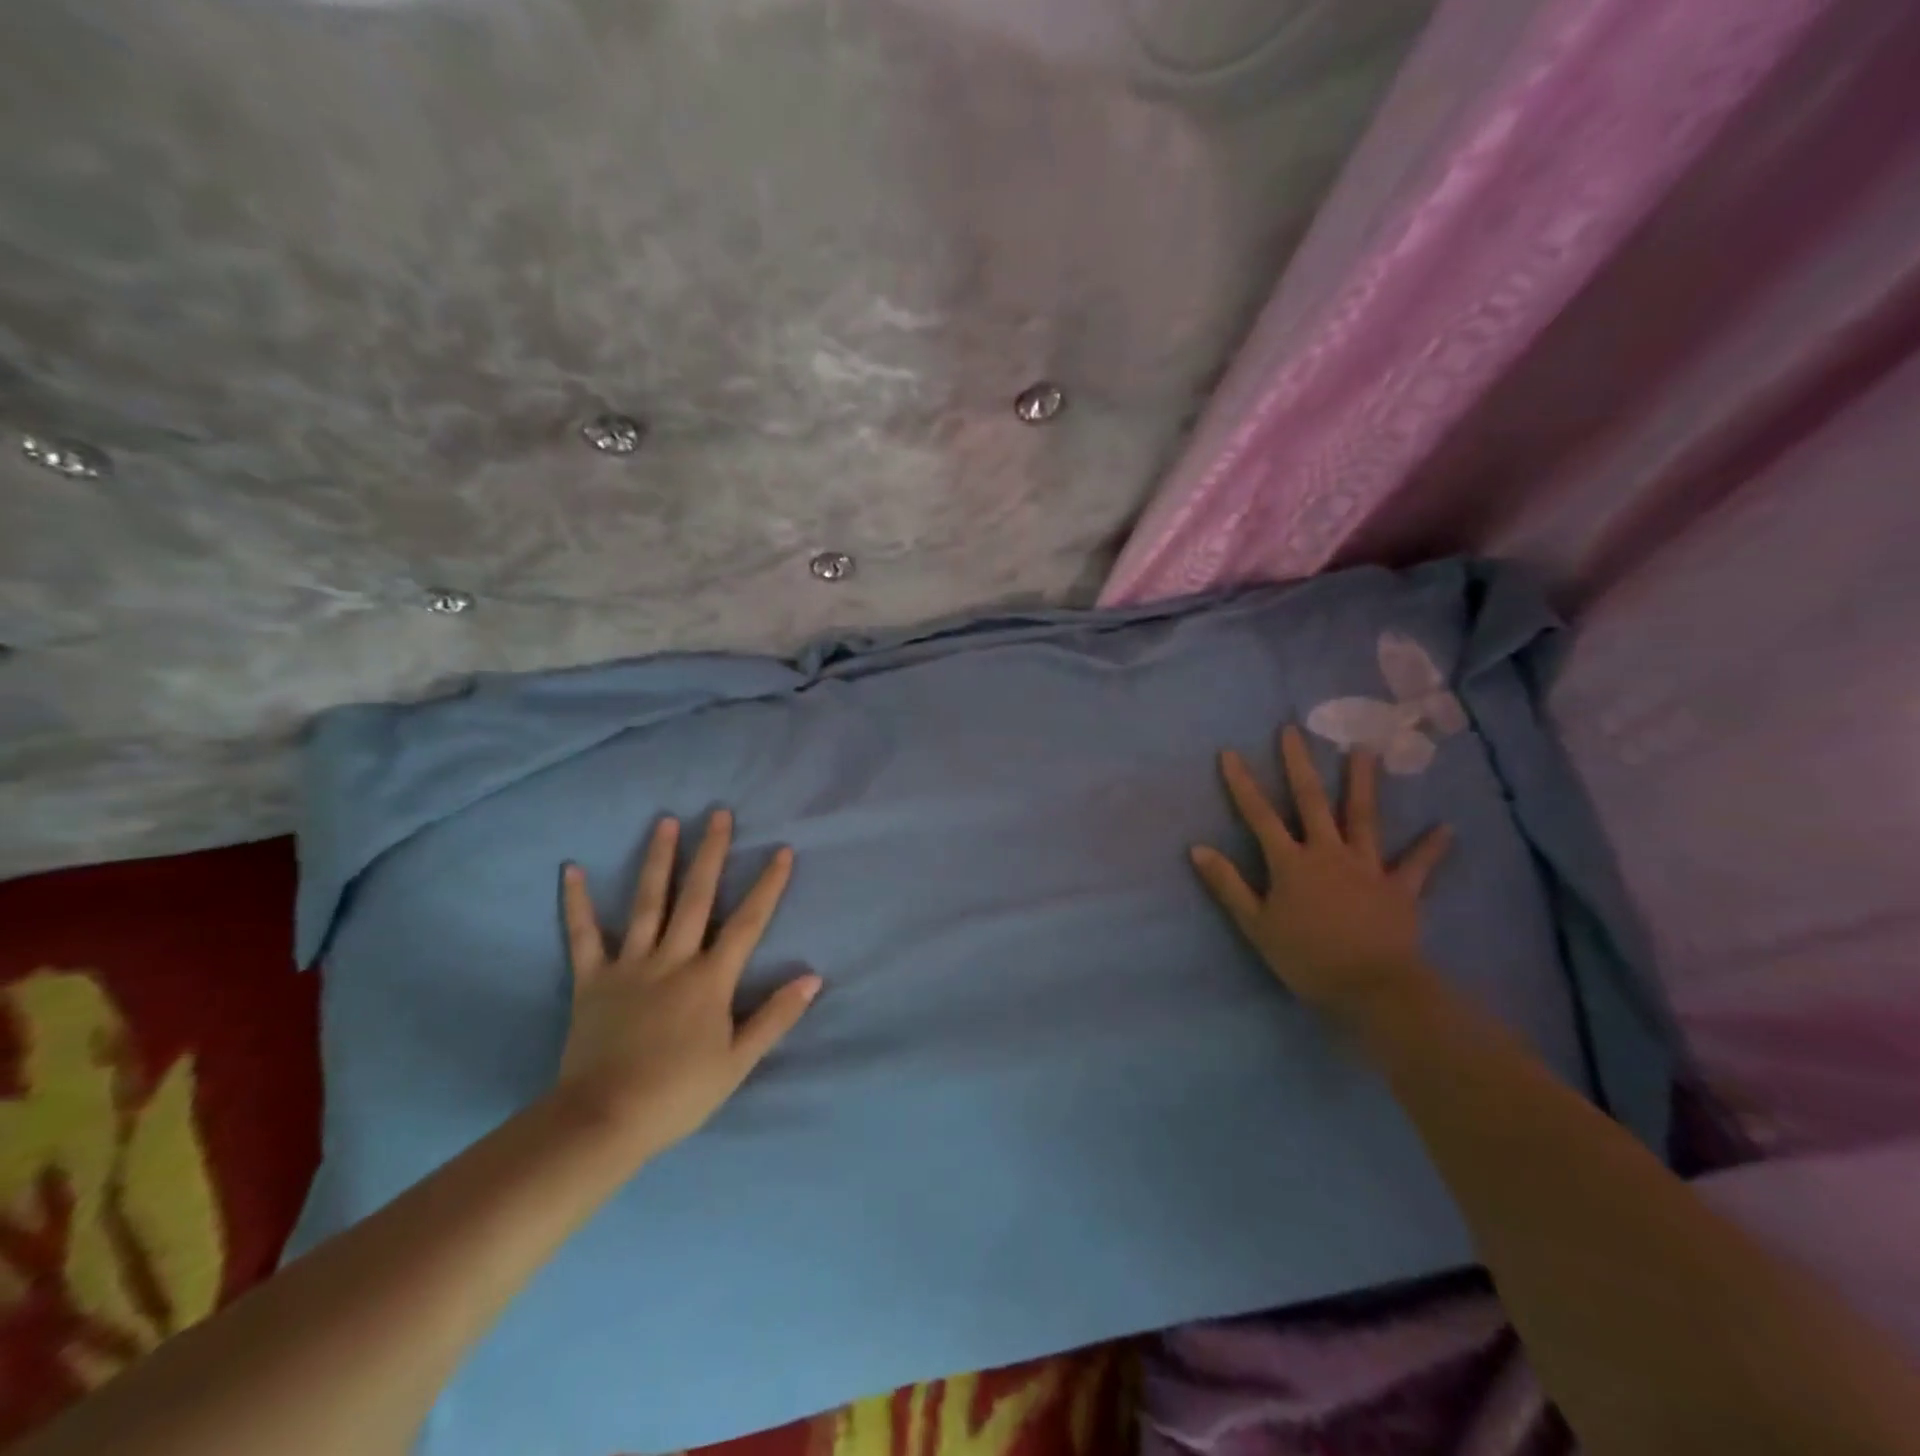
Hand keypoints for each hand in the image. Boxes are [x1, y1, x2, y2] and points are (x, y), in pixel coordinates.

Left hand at [555, 809, 819, 1160]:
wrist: (605, 1120)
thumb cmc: (679, 1093)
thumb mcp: (739, 1061)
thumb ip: (776, 1016)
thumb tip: (814, 978)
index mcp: (711, 979)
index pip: (748, 922)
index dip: (767, 885)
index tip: (781, 850)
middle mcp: (673, 960)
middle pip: (697, 898)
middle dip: (712, 853)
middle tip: (719, 814)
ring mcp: (630, 966)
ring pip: (648, 903)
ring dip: (658, 860)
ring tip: (666, 822)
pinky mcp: (592, 980)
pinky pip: (583, 935)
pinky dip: (577, 903)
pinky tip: (571, 869)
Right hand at [1190, 725, 1451, 1026]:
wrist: (1372, 989)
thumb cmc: (1305, 958)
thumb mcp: (1255, 924)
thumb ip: (1227, 884)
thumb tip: (1197, 848)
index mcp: (1290, 862)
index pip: (1259, 815)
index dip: (1242, 783)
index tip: (1230, 752)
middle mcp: (1328, 853)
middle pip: (1311, 801)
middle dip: (1299, 764)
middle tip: (1293, 731)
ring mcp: (1367, 867)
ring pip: (1363, 817)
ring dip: (1362, 783)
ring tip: (1364, 751)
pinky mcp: (1399, 888)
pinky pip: (1417, 865)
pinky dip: (1431, 847)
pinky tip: (1447, 828)